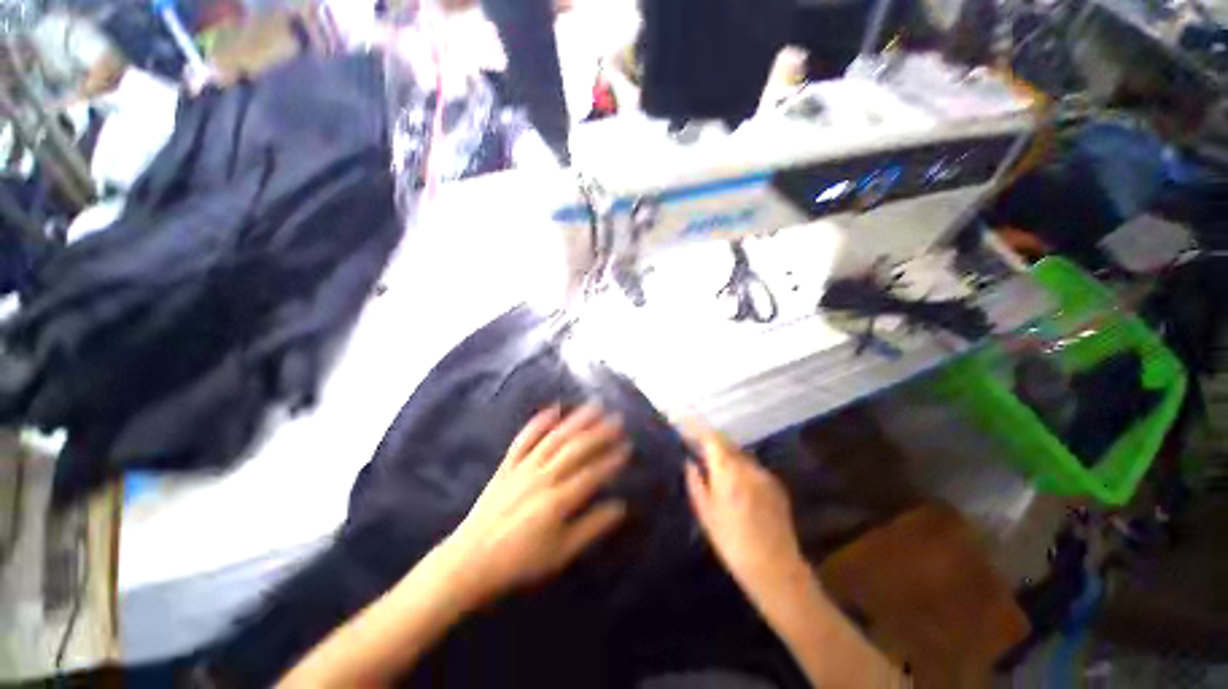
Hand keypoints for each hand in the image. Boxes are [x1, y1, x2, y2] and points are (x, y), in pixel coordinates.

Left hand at [439, 404, 629, 605]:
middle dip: (599, 433)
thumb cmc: (520, 561)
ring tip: (594, 406)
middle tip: (617, 420)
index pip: (592, 474)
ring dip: (576, 420)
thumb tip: (620, 507)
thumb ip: (591, 527)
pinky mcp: (508, 465)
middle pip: (575, 449)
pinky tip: (554, 409)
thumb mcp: (560, 553)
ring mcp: (524, 467)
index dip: (611, 459)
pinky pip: (524, 438)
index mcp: (557, 500)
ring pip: (555, 437)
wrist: (470, 560)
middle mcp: (543, 477)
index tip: (627, 447)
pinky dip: (539, 422)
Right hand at [682, 422, 806, 600]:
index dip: (698, 428)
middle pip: (727, 443)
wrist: (774, 567)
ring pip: (741, 454)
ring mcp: (764, 474)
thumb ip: (695, 482)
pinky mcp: (776, 484)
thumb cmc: (731, 542)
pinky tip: (739, 484)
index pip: (712, 439)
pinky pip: (753, 467)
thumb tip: (690, 462)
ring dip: (727, 454)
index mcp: (727, 472)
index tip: (687, 424)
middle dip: (712, 441)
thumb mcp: (706, 513)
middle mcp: (747, 467)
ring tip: (717, 466)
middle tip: (699, 446)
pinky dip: (742, 467)